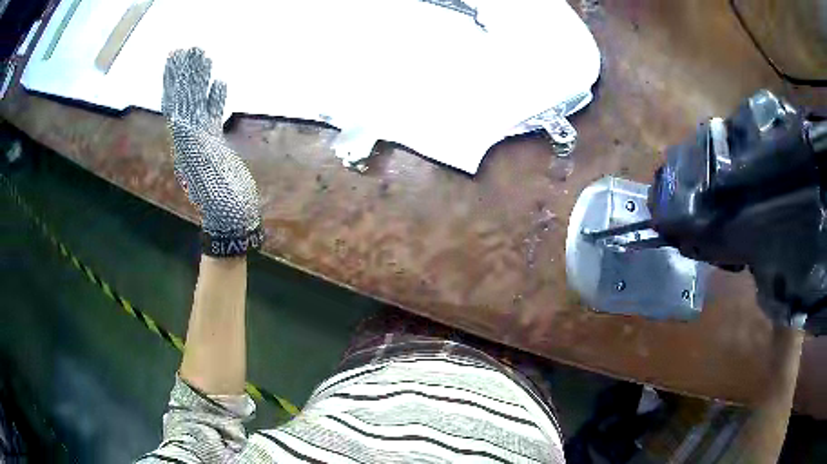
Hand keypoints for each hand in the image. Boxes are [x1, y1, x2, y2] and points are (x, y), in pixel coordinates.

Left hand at [162, 48, 262, 256]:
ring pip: (198, 104)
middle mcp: (190, 137)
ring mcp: (202, 140)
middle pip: (185, 100)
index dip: (175, 80)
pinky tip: (219, 82)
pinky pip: (212, 116)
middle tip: (189, 47)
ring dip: (199, 80)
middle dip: (186, 73)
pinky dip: (215, 98)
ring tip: (203, 56)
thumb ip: (193, 148)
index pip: (178, 104)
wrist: (234, 218)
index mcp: (186, 143)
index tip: (176, 56)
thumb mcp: (206, 175)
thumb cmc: (225, 203)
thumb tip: (180, 123)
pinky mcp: (214, 144)